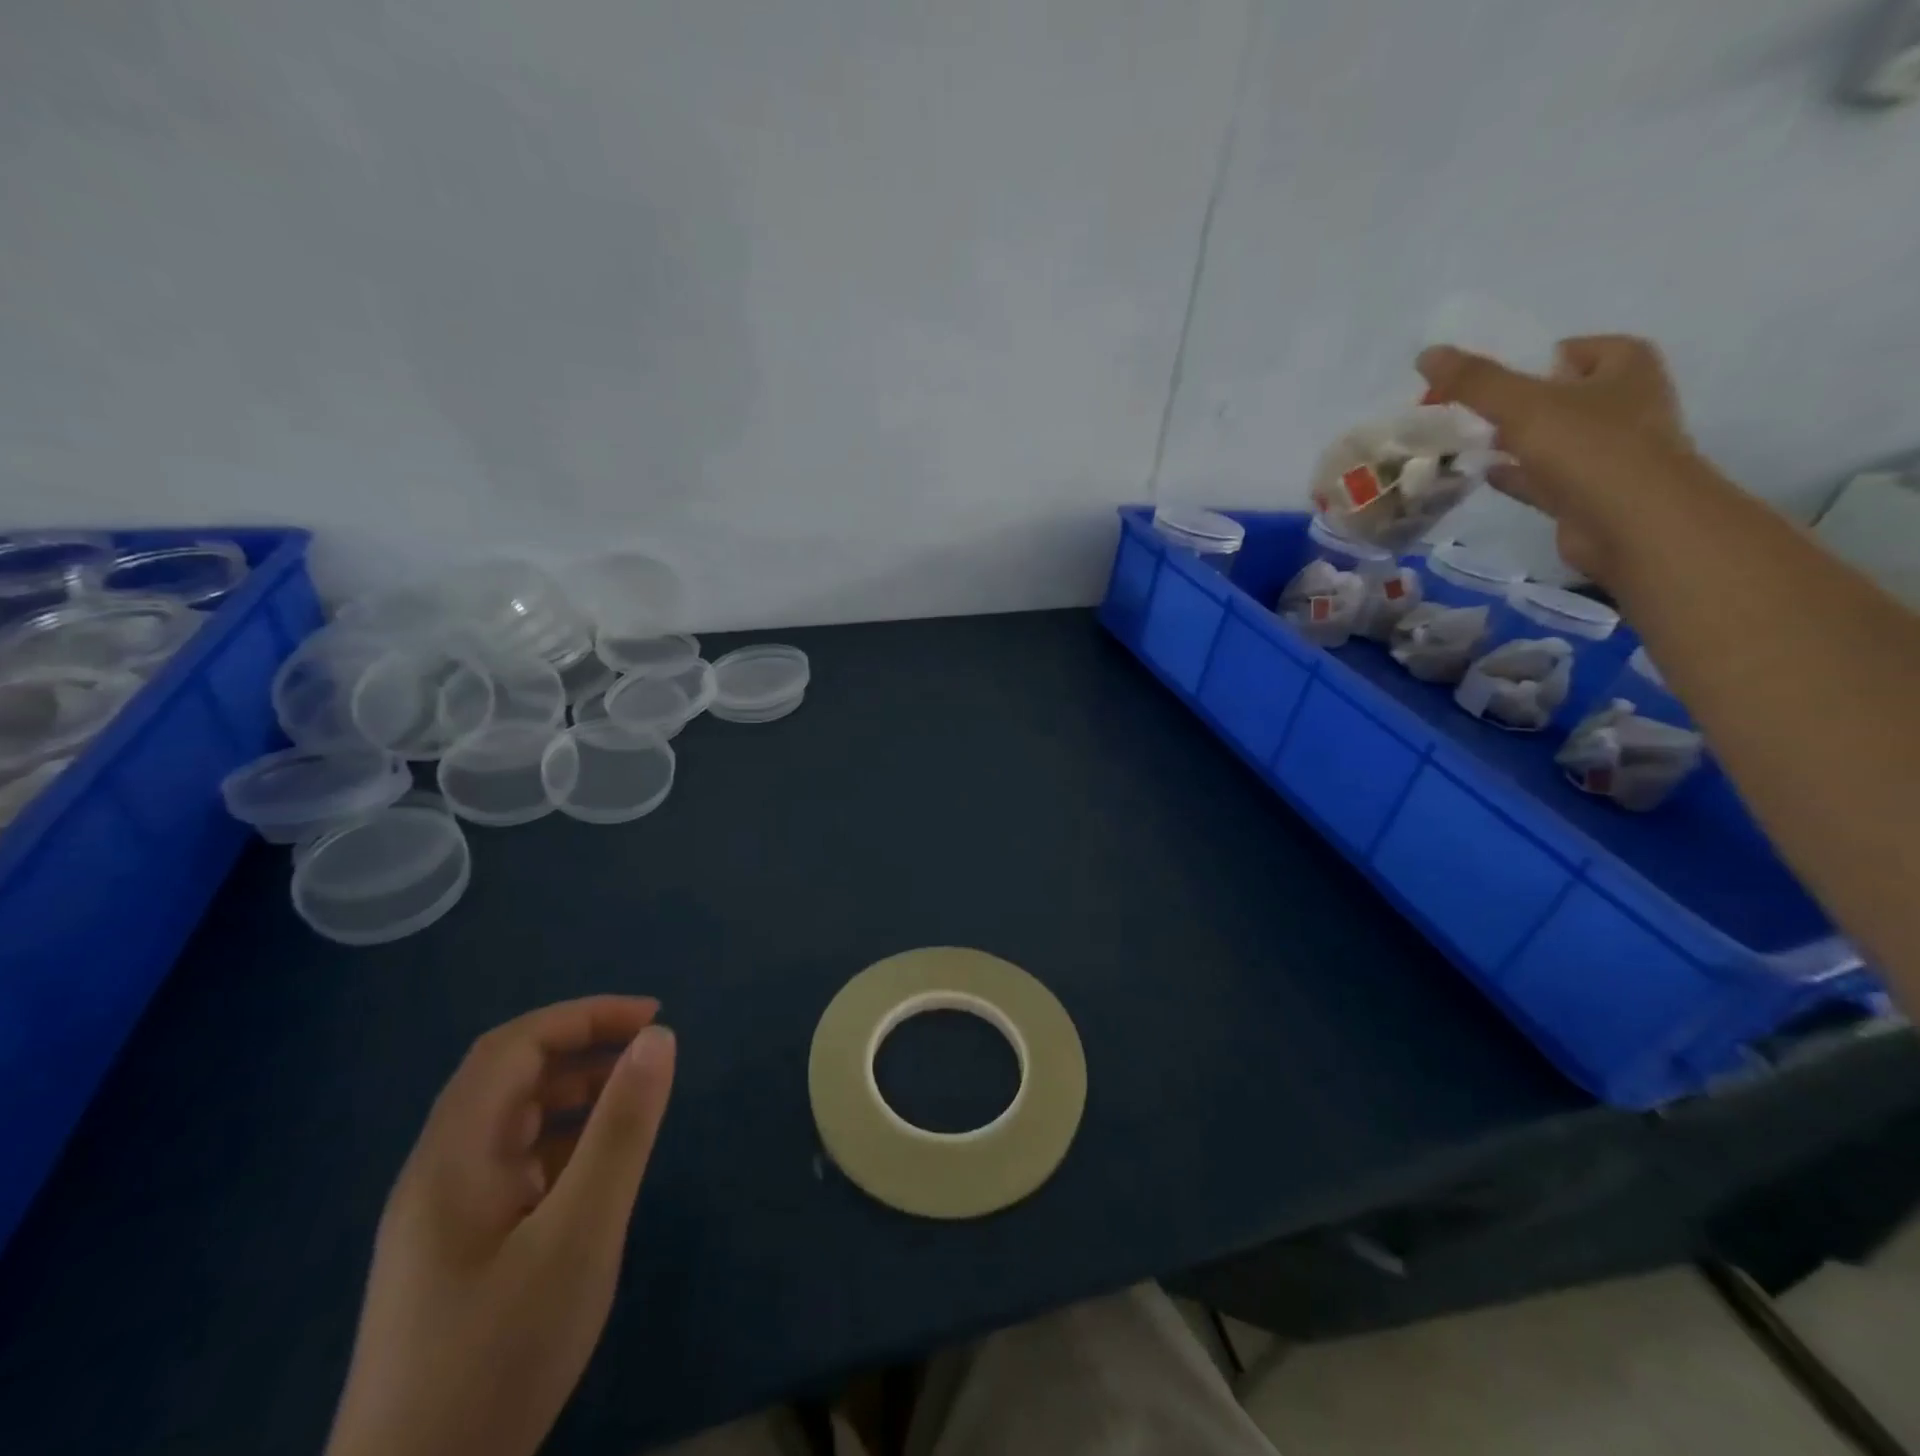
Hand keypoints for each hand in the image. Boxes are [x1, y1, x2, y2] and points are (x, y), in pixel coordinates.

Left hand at [326, 997, 676, 1455]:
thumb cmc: (499, 1357)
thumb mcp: (579, 1234)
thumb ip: (621, 1130)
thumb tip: (659, 1039)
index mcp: (453, 1158)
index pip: (513, 1047)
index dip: (583, 1016)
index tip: (652, 1018)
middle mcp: (438, 1174)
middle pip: (507, 1078)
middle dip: (581, 1047)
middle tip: (649, 1050)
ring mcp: (442, 1218)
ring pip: (511, 1123)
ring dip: (572, 1094)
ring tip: (634, 1099)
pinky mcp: (455, 1254)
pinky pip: (513, 1166)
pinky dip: (562, 1143)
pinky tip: (597, 1170)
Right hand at [1416, 334, 1699, 581]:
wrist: (1632, 522)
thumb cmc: (1588, 448)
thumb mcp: (1523, 405)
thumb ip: (1475, 381)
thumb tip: (1427, 353)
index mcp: (1625, 367)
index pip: (1574, 350)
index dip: (1531, 360)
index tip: (1488, 379)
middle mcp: (1625, 403)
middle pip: (1561, 394)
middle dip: (1519, 402)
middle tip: (1469, 411)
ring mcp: (1610, 452)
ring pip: (1552, 438)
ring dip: (1516, 440)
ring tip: (1468, 442)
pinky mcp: (1590, 493)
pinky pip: (1545, 477)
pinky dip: (1517, 475)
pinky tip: (1485, 475)